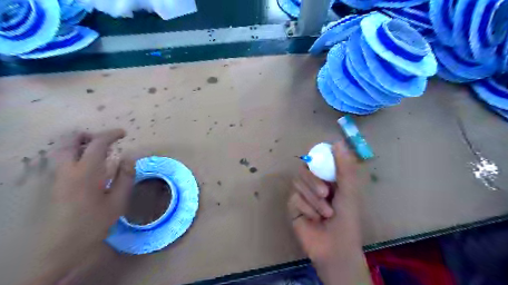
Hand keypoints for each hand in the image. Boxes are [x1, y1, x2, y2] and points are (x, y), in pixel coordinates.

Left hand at [26, 129, 134, 284]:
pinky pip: (63, 160)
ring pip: (62, 149)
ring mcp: (59, 176)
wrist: (64, 245)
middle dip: (87, 135)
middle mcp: (68, 170)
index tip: (123, 133)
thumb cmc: (95, 222)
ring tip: (98, 150)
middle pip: (69, 141)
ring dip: (79, 144)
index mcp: (87, 172)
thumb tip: (130, 157)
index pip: (97, 144)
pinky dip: (75, 153)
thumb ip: (125, 176)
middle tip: (105, 140)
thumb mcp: (118, 200)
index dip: (111, 134)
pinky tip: (90, 165)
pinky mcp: (56, 184)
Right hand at [288, 141, 371, 284]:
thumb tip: (337, 141)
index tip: (319, 164)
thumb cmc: (347, 219)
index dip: (316, 159)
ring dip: (313, 199)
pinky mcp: (293, 206)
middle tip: (325, 193)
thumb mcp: (349, 190)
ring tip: (326, 213)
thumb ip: (344, 167)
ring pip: (298, 183)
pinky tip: (314, 219)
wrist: (336, 247)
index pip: (317, 160)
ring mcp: (302, 195)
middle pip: (304, 170)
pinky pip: (294, 198)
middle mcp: (313, 184)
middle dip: (314, 182)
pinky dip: (306, 208)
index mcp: (328, 179)